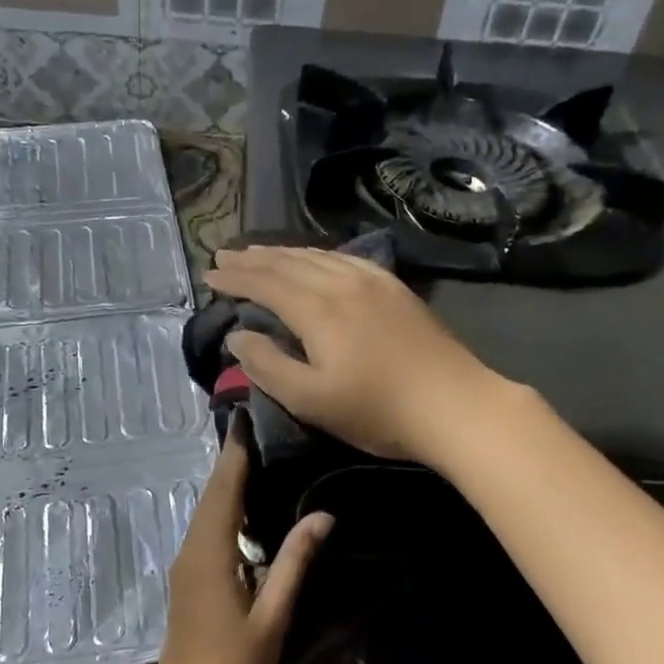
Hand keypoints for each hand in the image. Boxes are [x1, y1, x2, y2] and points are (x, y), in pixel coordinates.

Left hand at [143, 420, 331, 663]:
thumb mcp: (271, 619)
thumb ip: (294, 563)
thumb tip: (322, 514)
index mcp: (208, 554)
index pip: (223, 489)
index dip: (235, 452)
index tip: (246, 415)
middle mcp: (190, 553)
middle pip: (211, 497)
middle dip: (231, 462)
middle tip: (259, 429)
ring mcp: (185, 572)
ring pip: (206, 516)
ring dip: (227, 487)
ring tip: (259, 460)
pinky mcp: (188, 589)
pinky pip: (206, 536)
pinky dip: (224, 514)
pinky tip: (247, 515)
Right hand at [205, 246, 507, 464]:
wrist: (454, 404)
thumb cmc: (377, 410)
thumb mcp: (310, 400)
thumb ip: (267, 365)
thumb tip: (238, 335)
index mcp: (316, 309)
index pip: (264, 283)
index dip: (234, 278)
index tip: (209, 274)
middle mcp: (341, 283)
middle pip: (288, 261)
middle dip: (253, 258)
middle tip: (224, 255)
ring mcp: (373, 281)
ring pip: (317, 255)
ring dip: (283, 252)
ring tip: (260, 252)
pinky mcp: (395, 288)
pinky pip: (346, 258)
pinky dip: (319, 255)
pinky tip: (317, 259)